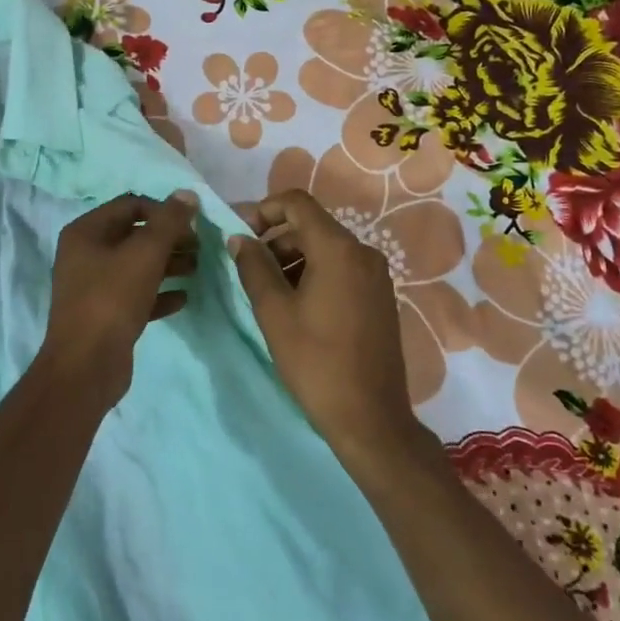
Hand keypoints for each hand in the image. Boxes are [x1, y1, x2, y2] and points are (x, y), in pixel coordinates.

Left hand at [37, 191, 198, 407]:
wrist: (86, 365)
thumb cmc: (112, 299)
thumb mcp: (145, 254)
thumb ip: (168, 222)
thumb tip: (187, 194)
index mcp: (86, 232)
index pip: (130, 206)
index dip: (163, 211)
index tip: (191, 225)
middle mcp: (86, 254)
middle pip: (134, 236)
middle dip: (169, 239)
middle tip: (199, 247)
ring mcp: (94, 286)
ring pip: (137, 266)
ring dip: (168, 264)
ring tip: (197, 268)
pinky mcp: (106, 315)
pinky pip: (137, 295)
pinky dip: (159, 293)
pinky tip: (183, 299)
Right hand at [229, 190, 418, 458]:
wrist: (370, 417)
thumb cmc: (316, 362)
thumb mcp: (274, 312)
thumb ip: (254, 267)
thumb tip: (239, 239)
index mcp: (339, 250)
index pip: (297, 203)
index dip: (264, 210)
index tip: (242, 237)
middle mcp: (363, 253)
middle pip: (311, 226)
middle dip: (276, 240)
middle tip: (248, 271)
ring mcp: (376, 276)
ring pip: (326, 249)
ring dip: (293, 259)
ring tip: (269, 294)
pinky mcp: (380, 297)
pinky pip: (342, 269)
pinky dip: (315, 274)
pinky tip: (297, 307)